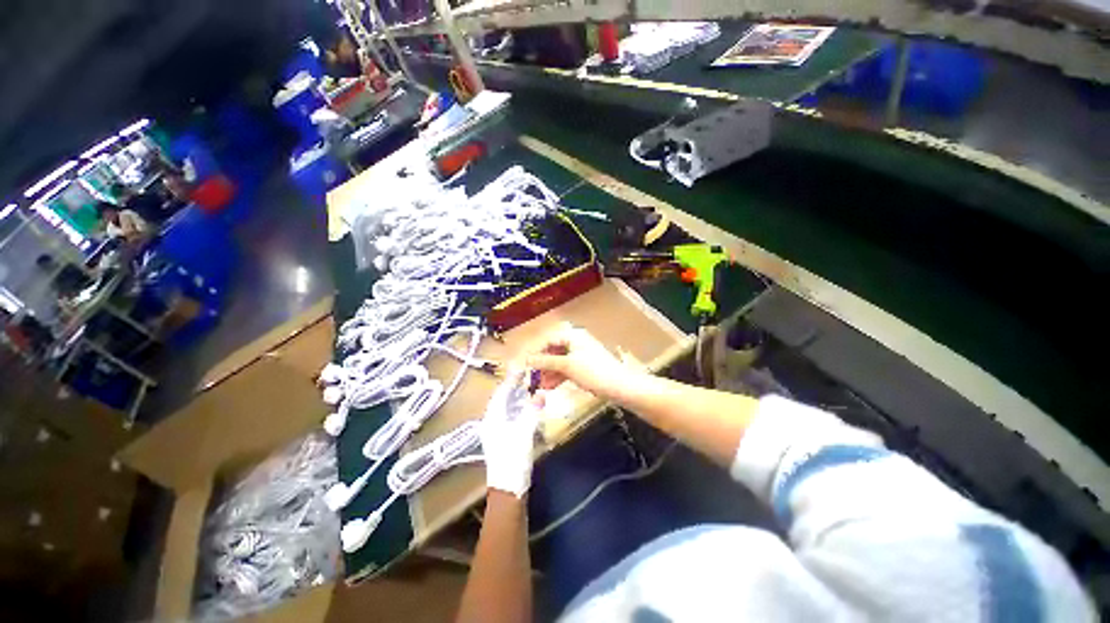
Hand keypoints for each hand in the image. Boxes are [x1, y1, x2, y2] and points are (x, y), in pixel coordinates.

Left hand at [480, 369, 539, 497]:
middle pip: (503, 399)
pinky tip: (529, 409)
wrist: (508, 491)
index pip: (501, 392)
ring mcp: (497, 432)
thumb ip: (532, 412)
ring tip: (530, 388)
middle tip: (528, 376)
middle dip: (514, 387)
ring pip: (507, 408)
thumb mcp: (524, 433)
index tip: (522, 367)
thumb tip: (540, 394)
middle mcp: (492, 422)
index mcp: (492, 418)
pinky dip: (520, 409)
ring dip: (517, 398)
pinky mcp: (504, 439)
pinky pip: (511, 417)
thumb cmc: (513, 459)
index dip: (511, 379)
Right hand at [524, 322, 632, 397]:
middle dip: (542, 365)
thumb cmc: (593, 372)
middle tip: (532, 378)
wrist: (619, 387)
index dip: (536, 352)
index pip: (548, 340)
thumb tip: (527, 360)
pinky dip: (559, 376)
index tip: (524, 365)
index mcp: (573, 336)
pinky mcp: (585, 366)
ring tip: (540, 386)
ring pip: (559, 361)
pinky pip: (567, 368)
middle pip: (553, 351)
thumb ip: (546, 362)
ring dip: (549, 373)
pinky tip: (550, 387)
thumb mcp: (567, 366)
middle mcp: (576, 342)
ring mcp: (581, 354)